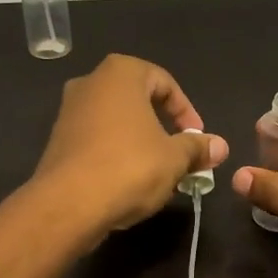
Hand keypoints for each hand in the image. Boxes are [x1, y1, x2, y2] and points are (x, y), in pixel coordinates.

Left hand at [32, 54, 228, 244]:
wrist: (68, 204)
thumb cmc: (129, 167)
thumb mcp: (174, 158)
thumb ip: (198, 148)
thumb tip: (220, 146)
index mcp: (121, 73)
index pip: (165, 83)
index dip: (186, 112)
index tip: (197, 140)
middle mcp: (90, 83)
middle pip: (138, 100)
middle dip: (163, 127)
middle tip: (180, 154)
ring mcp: (68, 111)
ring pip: (116, 122)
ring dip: (140, 142)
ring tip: (157, 172)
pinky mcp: (57, 141)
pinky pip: (97, 140)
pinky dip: (116, 154)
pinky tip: (128, 182)